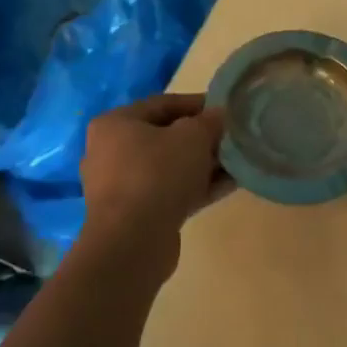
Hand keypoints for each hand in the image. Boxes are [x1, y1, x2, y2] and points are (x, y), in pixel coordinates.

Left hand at [79, 94, 226, 274]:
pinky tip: (229, 185)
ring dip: (203, 164)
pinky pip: (170, 192)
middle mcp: (111, 152)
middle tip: (231, 138)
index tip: (226, 110)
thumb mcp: (193, 136)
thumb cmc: (157, 173)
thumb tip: (219, 115)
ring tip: (236, 162)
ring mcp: (121, 186)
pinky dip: (196, 187)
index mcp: (115, 124)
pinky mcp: (134, 215)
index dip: (198, 104)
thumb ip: (209, 121)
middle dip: (202, 138)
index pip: (163, 104)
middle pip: (165, 136)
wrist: (133, 242)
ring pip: (169, 167)